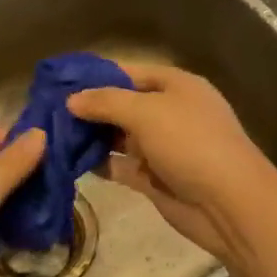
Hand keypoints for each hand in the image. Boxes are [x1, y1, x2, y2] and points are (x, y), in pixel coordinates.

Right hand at [66, 62, 272, 258]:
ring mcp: (163, 147)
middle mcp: (169, 112)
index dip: (97, 76)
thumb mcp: (147, 112)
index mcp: (176, 86)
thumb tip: (72, 100)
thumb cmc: (191, 143)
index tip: (60, 81)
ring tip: (51, 135)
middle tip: (46, 111)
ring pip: (119, 136)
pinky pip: (121, 165)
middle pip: (123, 105)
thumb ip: (106, 102)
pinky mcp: (155, 178)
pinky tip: (69, 161)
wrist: (229, 203)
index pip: (130, 72)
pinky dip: (99, 163)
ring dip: (90, 136)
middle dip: (89, 108)